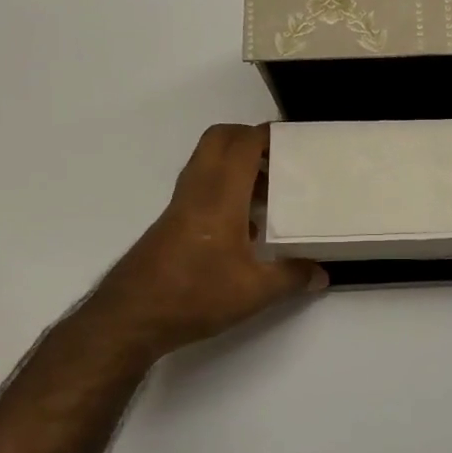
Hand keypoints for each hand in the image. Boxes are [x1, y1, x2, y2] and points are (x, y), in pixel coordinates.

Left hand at [91, 123, 325, 358]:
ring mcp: (180, 206)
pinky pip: (201, 187)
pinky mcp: (172, 223)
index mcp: (220, 196)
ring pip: (207, 163)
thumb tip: (322, 274)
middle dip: (248, 138)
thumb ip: (291, 278)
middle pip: (218, 140)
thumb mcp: (254, 292)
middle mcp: (197, 191)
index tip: (294, 138)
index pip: (242, 145)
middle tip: (278, 157)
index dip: (267, 134)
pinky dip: (224, 188)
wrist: (130, 319)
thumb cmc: (194, 296)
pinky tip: (245, 224)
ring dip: (236, 164)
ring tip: (269, 190)